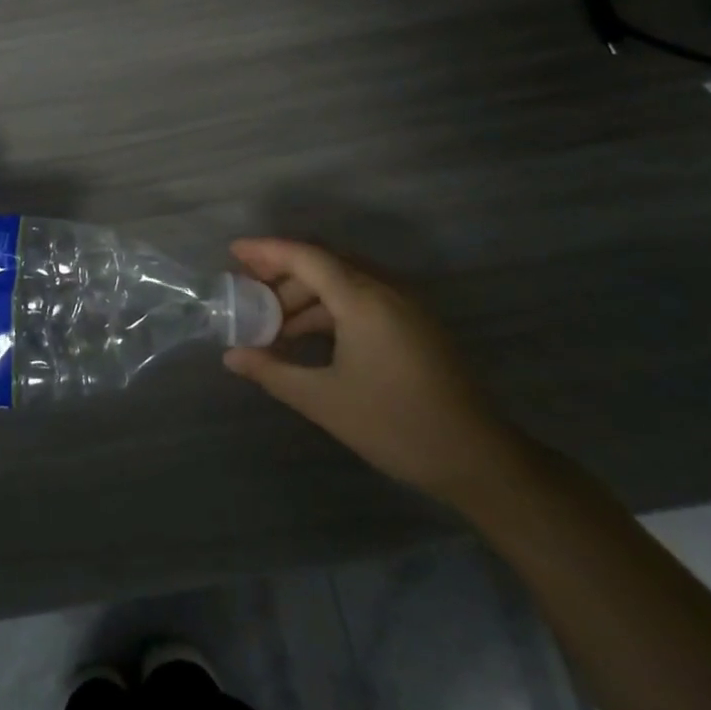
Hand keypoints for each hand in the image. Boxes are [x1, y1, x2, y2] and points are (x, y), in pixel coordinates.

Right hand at [222, 239, 518, 503]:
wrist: (478, 459)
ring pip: (343, 280)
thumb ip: (272, 371)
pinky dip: (329, 308)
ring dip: (305, 294)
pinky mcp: (414, 322)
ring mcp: (404, 304)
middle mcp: (385, 288)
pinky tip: (308, 336)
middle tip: (247, 292)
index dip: (266, 250)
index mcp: (363, 299)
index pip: (306, 256)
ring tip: (273, 324)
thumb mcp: (324, 400)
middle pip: (323, 263)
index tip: (233, 252)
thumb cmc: (395, 425)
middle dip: (281, 273)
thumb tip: (231, 356)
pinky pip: (362, 297)